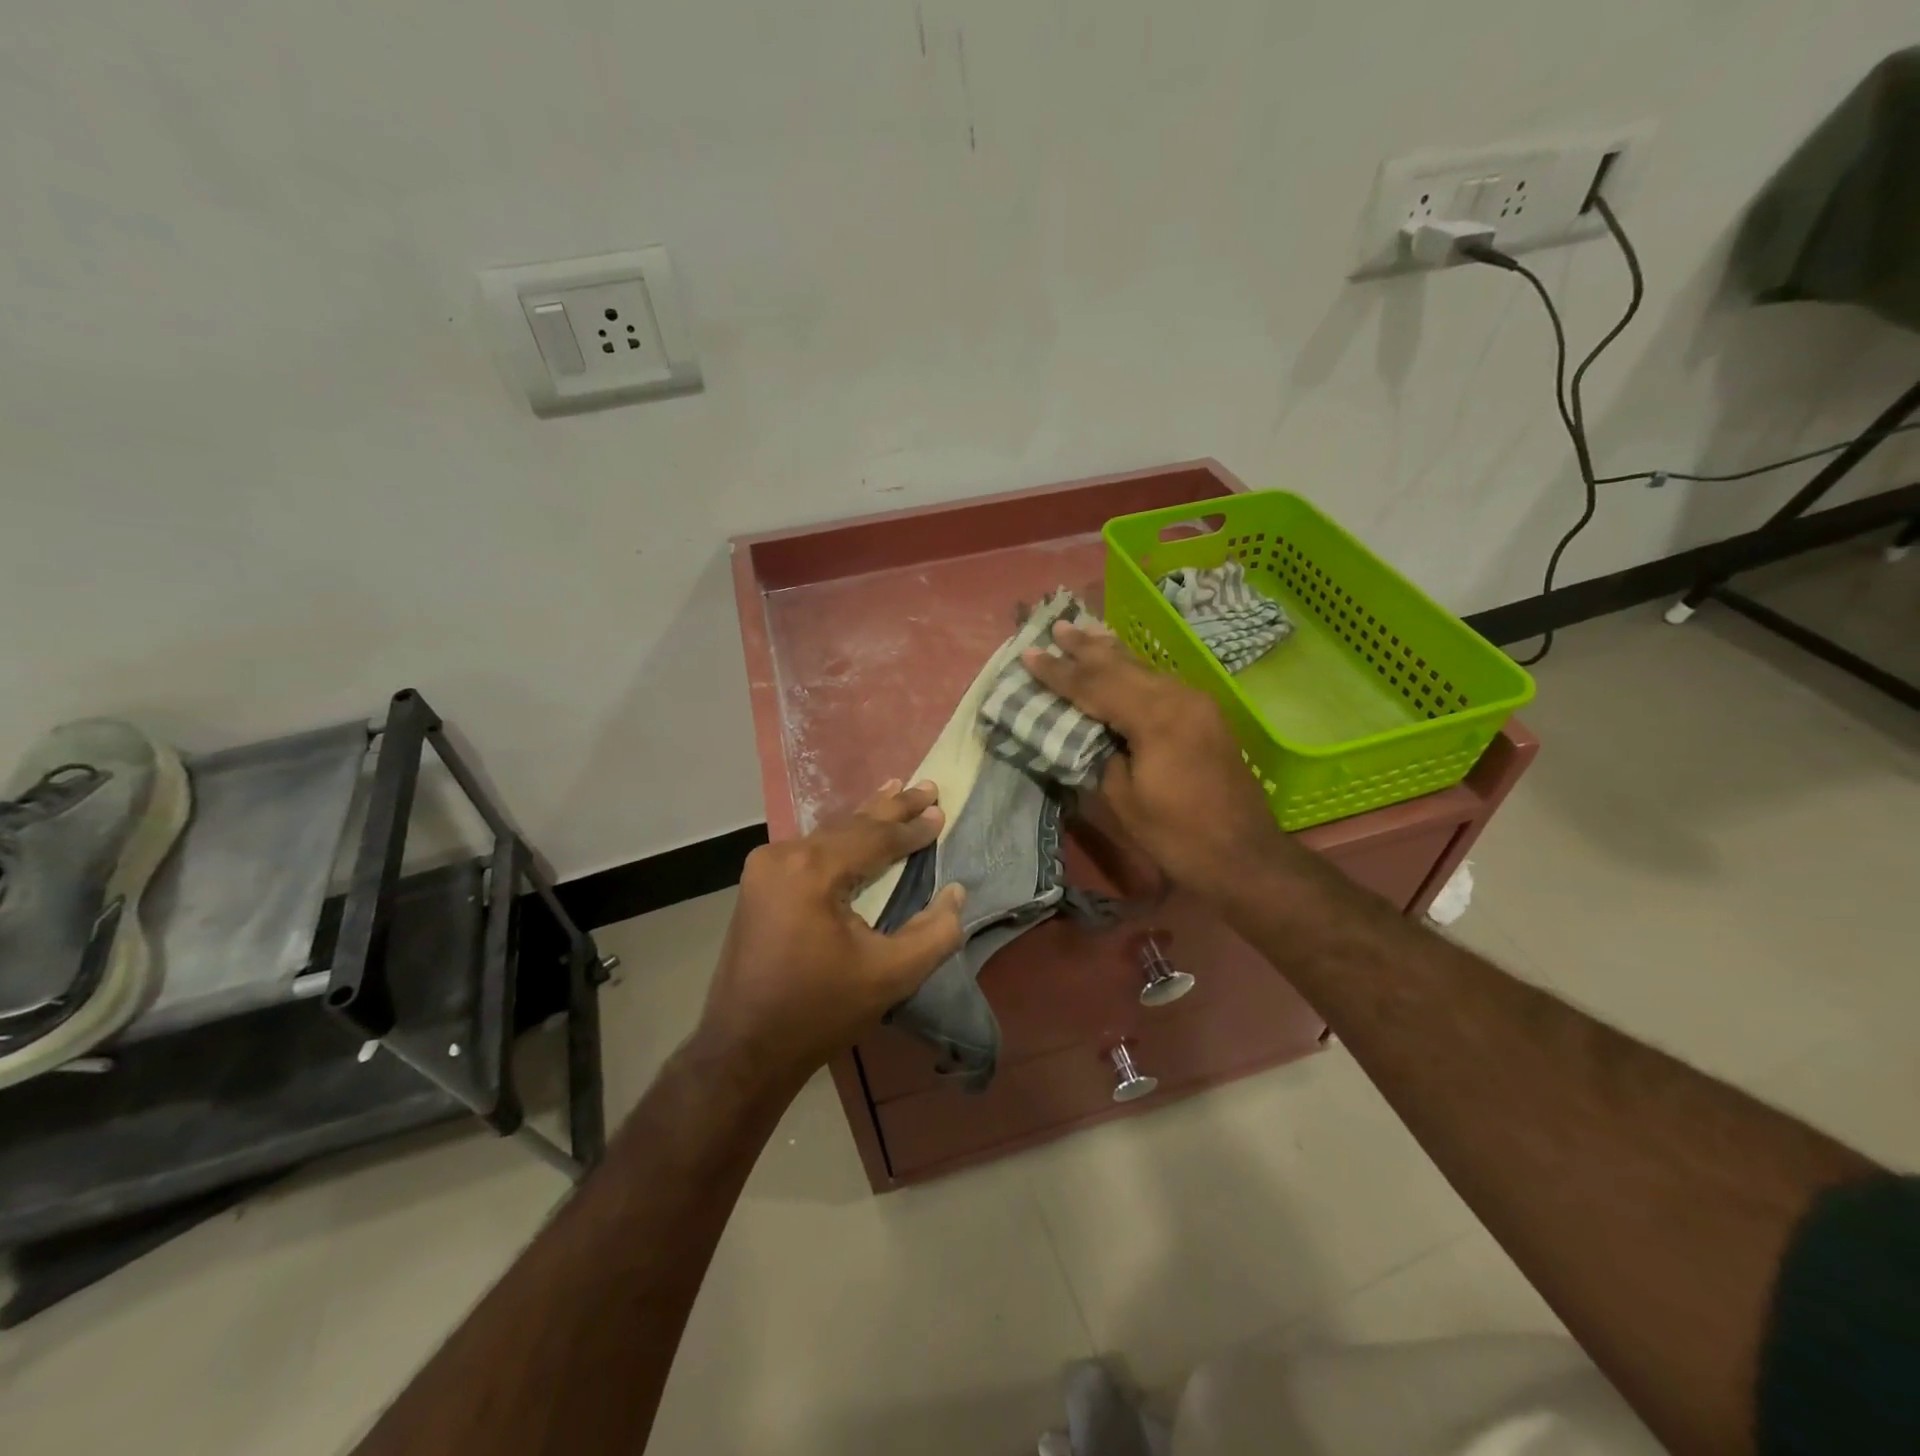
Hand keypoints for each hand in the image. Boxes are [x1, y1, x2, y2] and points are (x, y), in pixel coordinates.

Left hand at [695, 781, 966, 1093]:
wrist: (743, 1049)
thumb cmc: (819, 1012)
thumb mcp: (889, 976)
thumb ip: (934, 933)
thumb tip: (957, 893)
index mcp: (812, 871)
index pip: (874, 838)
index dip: (912, 828)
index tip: (941, 812)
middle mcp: (783, 856)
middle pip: (849, 825)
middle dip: (890, 807)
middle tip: (926, 786)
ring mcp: (764, 868)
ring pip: (827, 833)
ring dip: (864, 818)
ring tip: (893, 790)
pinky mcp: (757, 884)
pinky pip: (809, 848)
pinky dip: (839, 837)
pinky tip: (853, 826)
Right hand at [1023, 620, 1301, 897]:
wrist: (1244, 855)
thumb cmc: (1176, 834)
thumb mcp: (1123, 798)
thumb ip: (1100, 754)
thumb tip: (1086, 731)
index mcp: (1155, 716)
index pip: (1095, 685)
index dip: (1059, 672)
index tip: (1028, 654)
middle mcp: (1179, 697)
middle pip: (1121, 666)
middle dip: (1085, 648)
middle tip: (1057, 625)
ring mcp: (1196, 703)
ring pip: (1143, 669)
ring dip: (1109, 653)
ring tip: (1082, 632)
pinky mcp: (1205, 715)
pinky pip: (1158, 682)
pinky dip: (1132, 671)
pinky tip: (1120, 664)